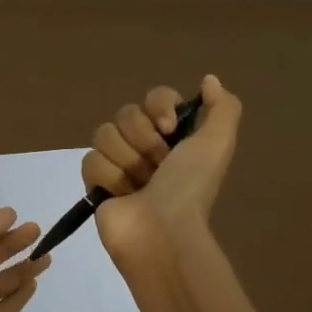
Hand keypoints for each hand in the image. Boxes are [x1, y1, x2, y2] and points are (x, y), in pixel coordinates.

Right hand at [82, 74, 242, 263]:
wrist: (162, 231)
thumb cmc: (189, 187)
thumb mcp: (218, 144)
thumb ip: (222, 107)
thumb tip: (209, 79)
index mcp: (175, 136)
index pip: (155, 96)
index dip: (159, 107)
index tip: (169, 128)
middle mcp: (146, 146)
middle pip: (126, 113)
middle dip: (142, 139)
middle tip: (157, 166)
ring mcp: (119, 164)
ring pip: (104, 134)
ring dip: (126, 161)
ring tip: (139, 186)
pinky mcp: (96, 184)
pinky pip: (90, 160)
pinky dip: (108, 177)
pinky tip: (122, 195)